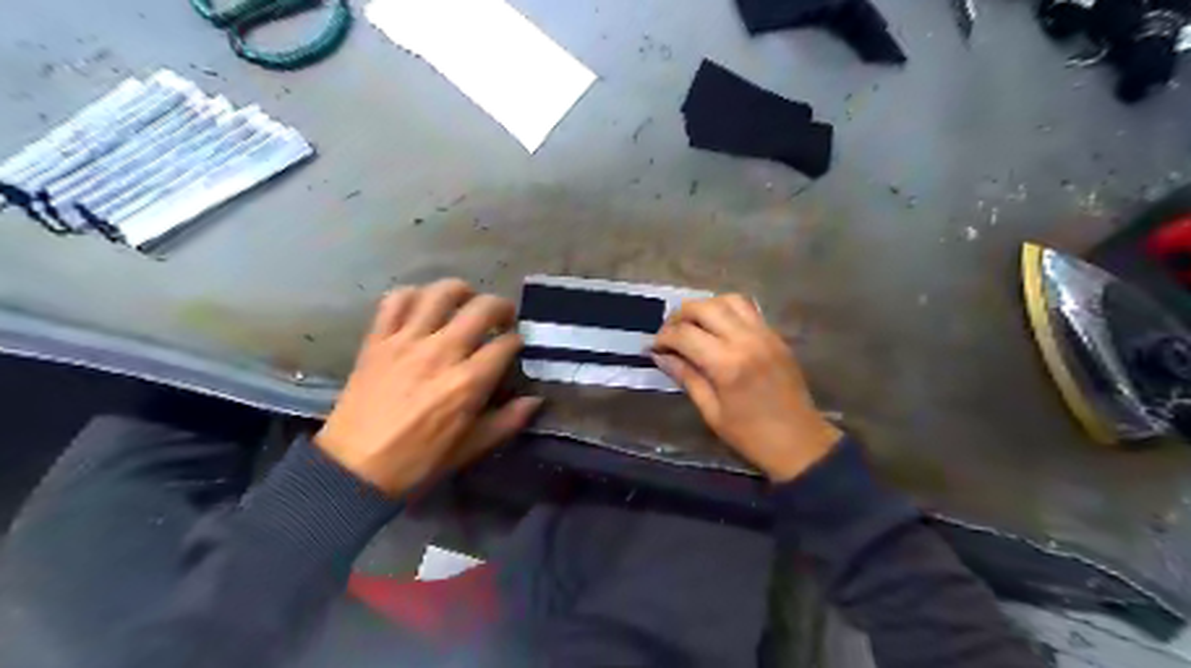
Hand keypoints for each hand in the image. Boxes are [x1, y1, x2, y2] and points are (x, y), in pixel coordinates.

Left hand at [314, 277, 541, 495]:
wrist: (354, 469)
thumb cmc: (418, 462)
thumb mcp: (471, 448)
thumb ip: (508, 421)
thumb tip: (535, 400)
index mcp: (468, 382)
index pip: (506, 343)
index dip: (517, 341)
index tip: (516, 347)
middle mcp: (441, 352)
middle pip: (482, 308)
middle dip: (501, 308)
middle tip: (501, 318)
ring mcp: (406, 342)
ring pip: (440, 293)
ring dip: (460, 291)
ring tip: (465, 302)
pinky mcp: (377, 339)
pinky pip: (395, 300)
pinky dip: (412, 295)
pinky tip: (422, 305)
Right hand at [655, 295, 841, 480]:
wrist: (800, 442)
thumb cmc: (750, 435)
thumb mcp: (711, 411)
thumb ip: (686, 377)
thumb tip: (660, 356)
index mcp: (727, 364)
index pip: (685, 334)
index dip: (663, 337)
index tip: (653, 347)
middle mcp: (746, 340)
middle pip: (704, 307)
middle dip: (679, 316)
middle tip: (669, 333)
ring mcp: (765, 334)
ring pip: (728, 300)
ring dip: (705, 307)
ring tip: (692, 325)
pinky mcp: (776, 336)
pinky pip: (748, 309)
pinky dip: (727, 310)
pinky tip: (717, 328)